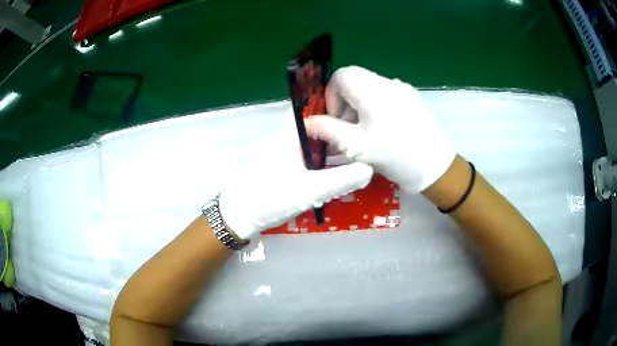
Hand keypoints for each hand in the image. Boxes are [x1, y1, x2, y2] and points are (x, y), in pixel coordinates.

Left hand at [219, 116, 373, 238]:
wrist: (240, 217)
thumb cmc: (270, 197)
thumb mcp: (309, 190)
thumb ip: (340, 180)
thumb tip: (370, 169)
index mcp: (289, 135)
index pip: (313, 110)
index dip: (335, 108)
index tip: (359, 113)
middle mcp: (287, 140)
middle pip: (317, 126)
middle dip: (338, 129)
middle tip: (365, 134)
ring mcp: (286, 155)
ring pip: (314, 144)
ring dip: (332, 146)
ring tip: (358, 150)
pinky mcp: (285, 169)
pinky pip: (310, 158)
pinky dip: (323, 160)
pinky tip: (338, 170)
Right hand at [304, 66, 455, 193]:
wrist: (435, 167)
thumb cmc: (393, 154)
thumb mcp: (355, 145)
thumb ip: (326, 130)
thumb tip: (307, 122)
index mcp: (372, 89)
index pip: (341, 75)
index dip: (331, 95)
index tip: (335, 120)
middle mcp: (387, 83)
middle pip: (356, 82)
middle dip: (345, 104)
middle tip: (347, 131)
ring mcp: (402, 90)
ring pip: (370, 90)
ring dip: (360, 108)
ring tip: (364, 134)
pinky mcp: (412, 100)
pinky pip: (385, 97)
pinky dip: (375, 109)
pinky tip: (383, 132)